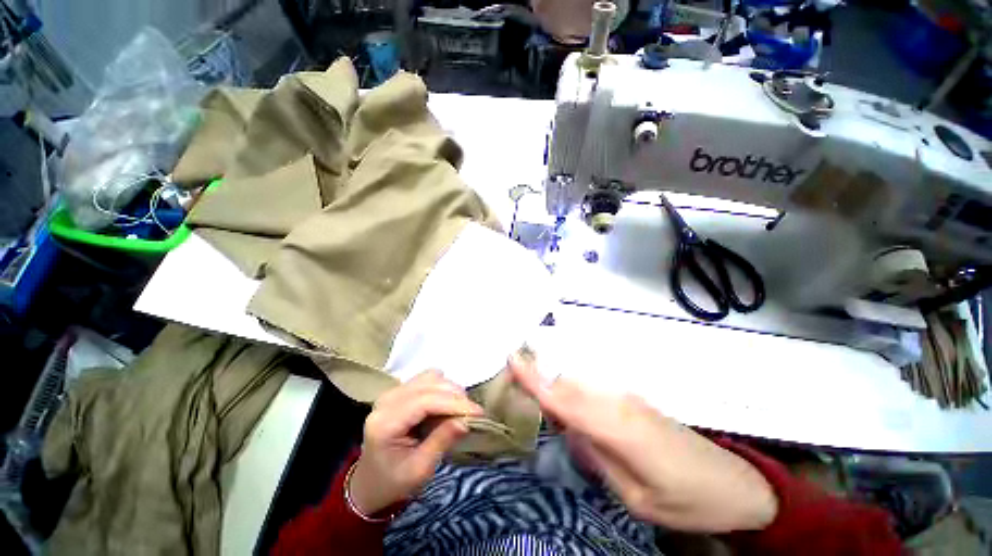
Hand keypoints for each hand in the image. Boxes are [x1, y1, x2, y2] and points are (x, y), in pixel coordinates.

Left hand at [349, 370, 483, 515]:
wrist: (370, 483)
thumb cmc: (394, 482)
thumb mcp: (419, 470)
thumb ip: (442, 441)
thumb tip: (466, 420)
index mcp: (385, 423)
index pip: (425, 401)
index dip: (454, 403)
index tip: (478, 412)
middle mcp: (387, 401)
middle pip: (429, 384)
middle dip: (455, 396)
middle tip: (472, 414)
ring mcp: (392, 392)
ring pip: (430, 377)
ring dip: (450, 390)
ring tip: (459, 410)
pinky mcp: (400, 391)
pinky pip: (427, 379)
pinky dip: (442, 388)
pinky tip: (446, 404)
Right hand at [510, 355, 777, 532]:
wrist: (735, 484)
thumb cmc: (688, 501)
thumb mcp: (637, 499)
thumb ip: (598, 459)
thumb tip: (571, 431)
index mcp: (618, 429)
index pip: (565, 400)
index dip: (535, 380)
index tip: (511, 359)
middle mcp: (619, 403)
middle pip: (567, 385)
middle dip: (537, 378)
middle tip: (512, 379)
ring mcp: (627, 397)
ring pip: (579, 384)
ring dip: (553, 384)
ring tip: (532, 390)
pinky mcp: (633, 399)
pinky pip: (592, 390)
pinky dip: (571, 391)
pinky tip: (566, 404)